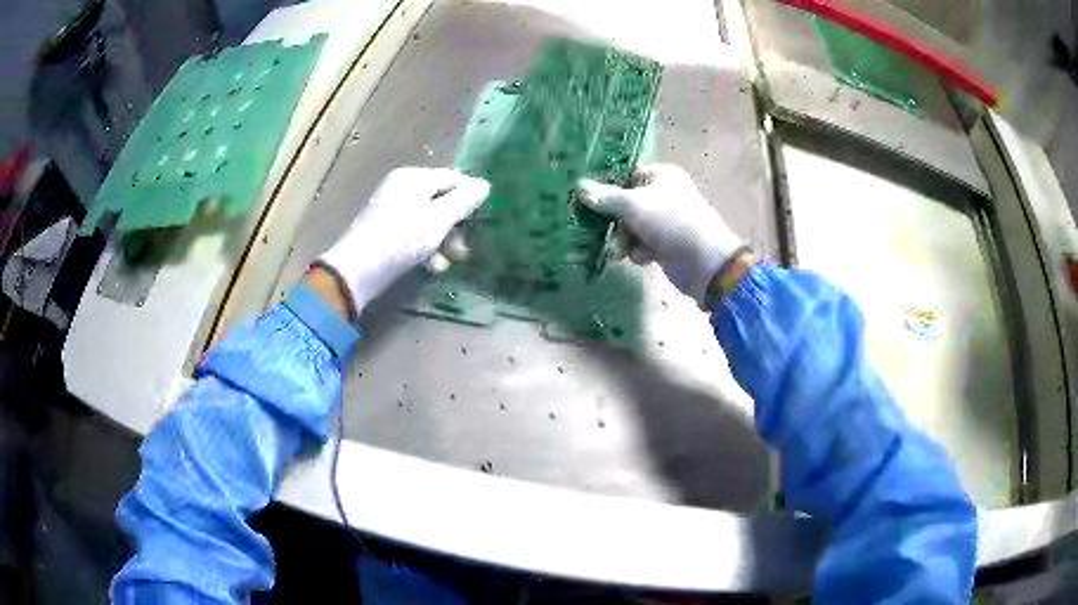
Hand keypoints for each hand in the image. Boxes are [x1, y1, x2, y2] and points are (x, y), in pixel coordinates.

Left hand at [316, 167, 489, 315]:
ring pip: (428, 219)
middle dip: (455, 225)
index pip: (453, 178)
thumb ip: (463, 201)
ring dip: (442, 240)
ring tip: (448, 262)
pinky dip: (425, 247)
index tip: (483, 220)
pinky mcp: (384, 231)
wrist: (357, 270)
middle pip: (440, 200)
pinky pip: (413, 233)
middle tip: (464, 249)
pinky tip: (430, 266)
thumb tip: (484, 185)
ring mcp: (390, 209)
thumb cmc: (401, 239)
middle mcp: (401, 187)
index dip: (470, 197)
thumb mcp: (438, 219)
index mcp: (413, 177)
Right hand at [578, 164, 746, 300]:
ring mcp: (664, 220)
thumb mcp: (635, 206)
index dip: (606, 187)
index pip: (625, 175)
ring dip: (624, 240)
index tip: (583, 199)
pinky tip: (644, 259)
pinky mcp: (665, 243)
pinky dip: (639, 251)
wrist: (706, 263)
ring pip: (630, 227)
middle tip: (599, 231)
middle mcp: (663, 194)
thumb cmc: (672, 223)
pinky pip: (641, 243)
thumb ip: (606, 197)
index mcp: (661, 176)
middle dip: (614, 221)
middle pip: (624, 203)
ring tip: (623, 252)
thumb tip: (579, 186)